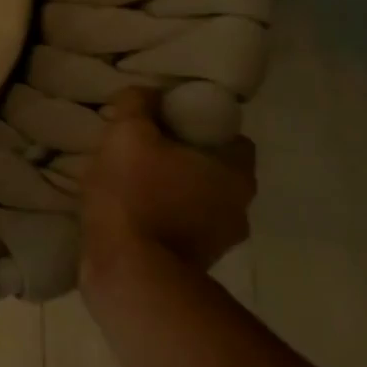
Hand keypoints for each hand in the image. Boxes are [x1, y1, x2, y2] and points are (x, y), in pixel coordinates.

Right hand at [81, 86, 255, 287]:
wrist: (128, 273)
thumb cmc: (134, 196)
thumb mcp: (127, 134)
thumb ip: (137, 105)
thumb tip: (144, 93)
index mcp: (236, 173)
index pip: (228, 136)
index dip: (196, 124)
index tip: (163, 124)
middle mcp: (239, 208)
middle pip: (211, 170)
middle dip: (180, 160)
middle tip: (140, 151)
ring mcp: (219, 242)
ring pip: (195, 202)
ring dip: (169, 192)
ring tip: (128, 184)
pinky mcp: (194, 266)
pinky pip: (178, 229)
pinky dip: (158, 220)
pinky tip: (127, 215)